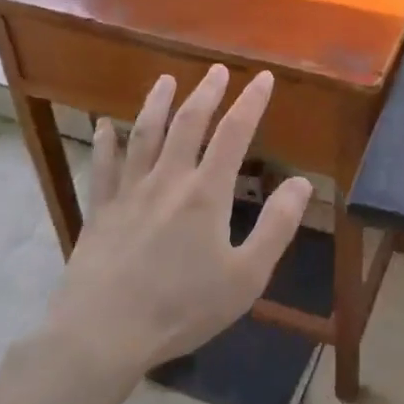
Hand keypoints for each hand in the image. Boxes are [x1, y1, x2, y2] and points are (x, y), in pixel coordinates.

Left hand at [48, 66, 311, 374]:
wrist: (104, 332)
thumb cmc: (182, 308)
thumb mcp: (246, 277)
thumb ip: (277, 227)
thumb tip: (303, 183)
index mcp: (206, 193)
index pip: (234, 134)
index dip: (251, 103)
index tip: (263, 78)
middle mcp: (168, 180)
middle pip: (188, 124)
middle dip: (206, 93)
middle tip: (217, 70)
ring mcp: (129, 192)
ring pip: (144, 135)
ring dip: (157, 103)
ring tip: (166, 80)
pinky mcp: (100, 210)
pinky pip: (102, 167)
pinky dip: (104, 143)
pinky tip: (103, 126)